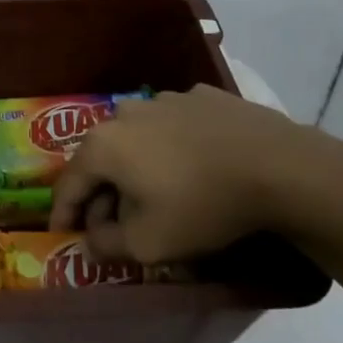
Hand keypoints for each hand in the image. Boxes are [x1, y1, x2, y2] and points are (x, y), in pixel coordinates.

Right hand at [47, 85, 342, 264]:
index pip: (69, 184)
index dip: (63, 213)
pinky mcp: (201, 96)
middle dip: (102, 193)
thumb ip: (106, 246)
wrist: (279, 166)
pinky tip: (193, 166)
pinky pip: (173, 126)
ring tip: (156, 194)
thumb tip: (87, 243)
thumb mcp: (149, 244)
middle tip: (113, 223)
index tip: (62, 234)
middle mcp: (125, 113)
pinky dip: (172, 147)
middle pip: (101, 159)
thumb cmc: (202, 206)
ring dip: (137, 167)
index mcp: (103, 145)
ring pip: (136, 139)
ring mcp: (164, 99)